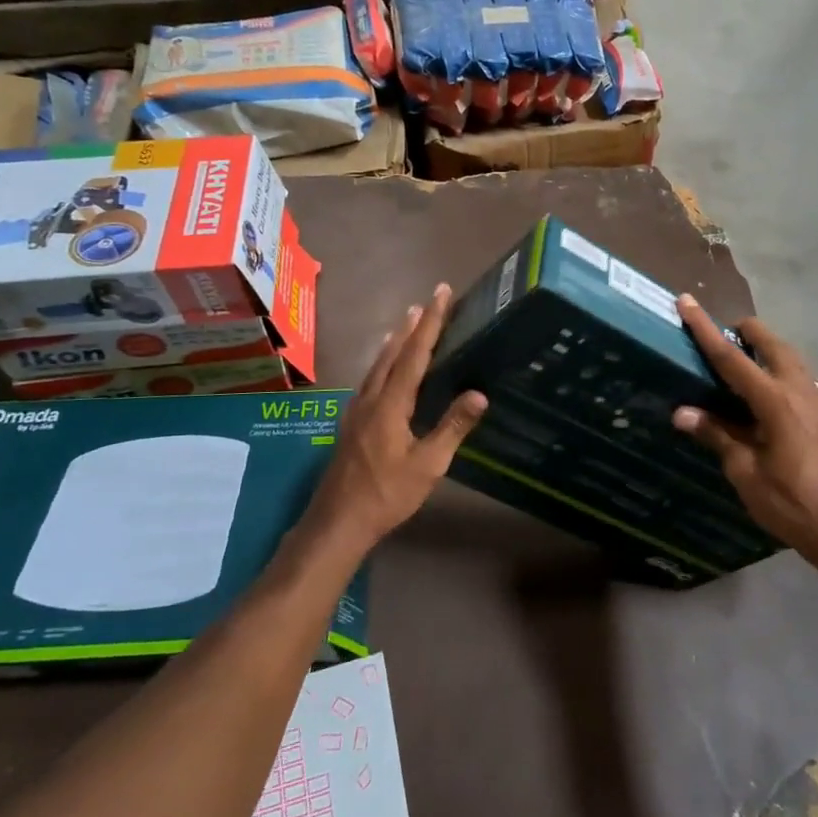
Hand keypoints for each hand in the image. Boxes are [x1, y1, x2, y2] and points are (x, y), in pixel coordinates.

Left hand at [305, 284, 486, 548]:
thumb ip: (452, 427)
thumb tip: (480, 394)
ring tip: (406, 323)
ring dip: (395, 342)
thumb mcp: (428, 465)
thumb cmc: (387, 494)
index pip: (415, 353)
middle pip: (392, 353)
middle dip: (412, 325)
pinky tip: (385, 369)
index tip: (440, 294)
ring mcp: (356, 411)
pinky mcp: (351, 424)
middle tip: (426, 301)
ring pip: (377, 365)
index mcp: (390, 404)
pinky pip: (370, 380)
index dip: (430, 322)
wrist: (337, 522)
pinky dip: (384, 362)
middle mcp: (370, 398)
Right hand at [671, 294, 817, 569]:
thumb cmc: (789, 503)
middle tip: (727, 332)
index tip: (687, 302)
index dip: (705, 329)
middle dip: (748, 332)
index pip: (731, 358)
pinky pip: (816, 388)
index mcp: (774, 401)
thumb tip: (682, 413)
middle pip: (772, 346)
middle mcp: (800, 392)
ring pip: (796, 361)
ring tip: (753, 355)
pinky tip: (801, 390)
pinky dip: (801, 381)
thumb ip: (717, 436)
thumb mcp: (745, 472)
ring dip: (772, 350)